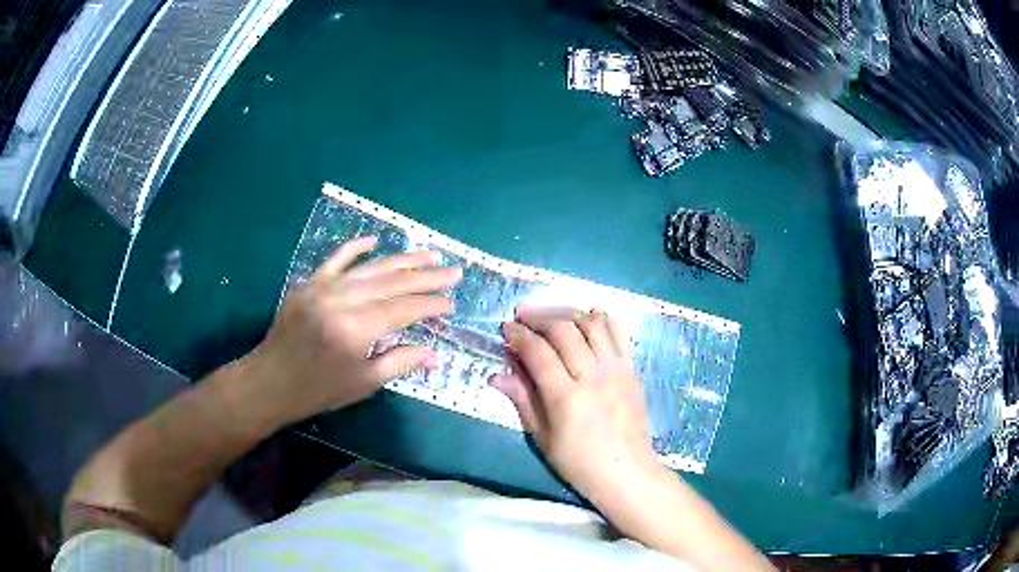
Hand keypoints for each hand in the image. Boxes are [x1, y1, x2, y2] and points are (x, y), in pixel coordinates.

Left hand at [231, 237, 461, 429]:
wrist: (271, 381)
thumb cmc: (320, 389)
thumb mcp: (364, 382)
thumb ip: (400, 361)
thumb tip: (435, 355)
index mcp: (356, 329)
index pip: (403, 309)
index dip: (430, 305)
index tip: (451, 304)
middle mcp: (341, 301)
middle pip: (392, 282)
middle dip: (426, 277)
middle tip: (454, 271)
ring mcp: (323, 287)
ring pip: (371, 268)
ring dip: (403, 260)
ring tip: (431, 254)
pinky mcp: (309, 282)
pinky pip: (336, 259)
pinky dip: (356, 248)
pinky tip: (375, 240)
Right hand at [490, 308, 660, 507]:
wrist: (627, 472)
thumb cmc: (579, 463)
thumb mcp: (543, 438)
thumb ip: (523, 401)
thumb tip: (497, 376)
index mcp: (566, 397)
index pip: (538, 352)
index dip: (519, 336)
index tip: (506, 328)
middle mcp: (593, 376)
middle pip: (564, 330)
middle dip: (539, 318)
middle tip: (523, 318)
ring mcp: (617, 370)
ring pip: (592, 325)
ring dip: (568, 314)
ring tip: (552, 317)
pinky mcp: (632, 370)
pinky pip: (617, 334)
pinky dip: (600, 320)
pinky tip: (587, 319)